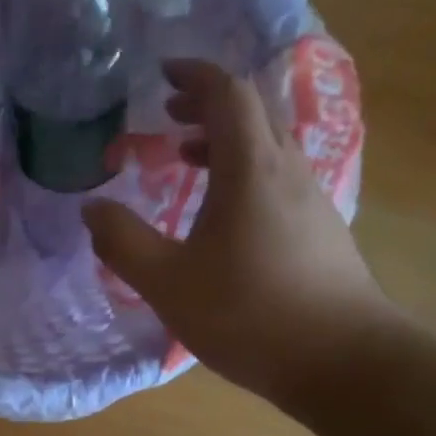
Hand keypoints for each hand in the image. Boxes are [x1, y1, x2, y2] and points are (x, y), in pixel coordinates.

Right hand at [83, 60, 400, 415]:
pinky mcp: (322, 230)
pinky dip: (245, 172)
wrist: (343, 362)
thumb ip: (123, 242)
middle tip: (168, 114)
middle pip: (253, 113)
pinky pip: (279, 178)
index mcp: (251, 169)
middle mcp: (288, 171)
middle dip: (208, 104)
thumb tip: (92, 208)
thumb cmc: (249, 314)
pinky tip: (224, 214)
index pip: (227, 94)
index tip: (163, 73)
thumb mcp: (168, 282)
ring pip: (268, 146)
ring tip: (188, 158)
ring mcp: (312, 200)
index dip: (194, 75)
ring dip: (227, 140)